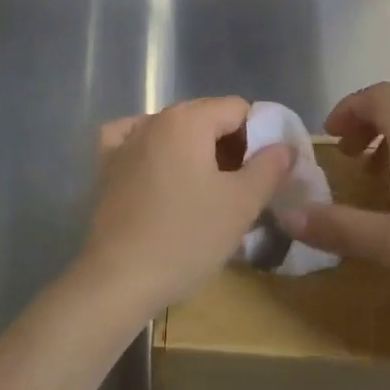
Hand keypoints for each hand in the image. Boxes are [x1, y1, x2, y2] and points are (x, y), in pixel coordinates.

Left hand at [78, 97, 293, 318]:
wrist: (118, 280)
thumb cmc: (186, 238)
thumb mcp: (241, 204)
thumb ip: (270, 167)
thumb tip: (284, 145)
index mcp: (188, 119)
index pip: (238, 109)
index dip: (260, 135)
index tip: (266, 172)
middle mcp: (154, 119)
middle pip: (205, 117)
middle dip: (229, 145)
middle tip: (242, 187)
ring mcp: (124, 140)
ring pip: (173, 132)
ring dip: (195, 152)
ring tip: (206, 191)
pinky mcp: (105, 165)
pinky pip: (136, 142)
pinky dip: (154, 150)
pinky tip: (160, 171)